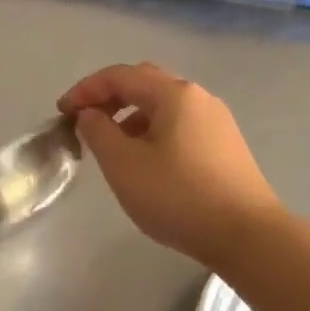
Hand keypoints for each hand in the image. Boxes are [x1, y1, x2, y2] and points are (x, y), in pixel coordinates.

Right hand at [57, 62, 284, 268]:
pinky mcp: (226, 146)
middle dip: (110, 97)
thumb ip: (98, 132)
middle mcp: (199, 97)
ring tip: (112, 145)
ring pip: (164, 105)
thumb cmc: (179, 196)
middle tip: (85, 121)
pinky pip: (180, 125)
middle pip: (145, 83)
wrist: (247, 235)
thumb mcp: (124, 165)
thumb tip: (89, 115)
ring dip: (131, 116)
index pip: (120, 76)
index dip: (86, 89)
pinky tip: (146, 161)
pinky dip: (153, 131)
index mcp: (174, 94)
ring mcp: (217, 121)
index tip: (62, 112)